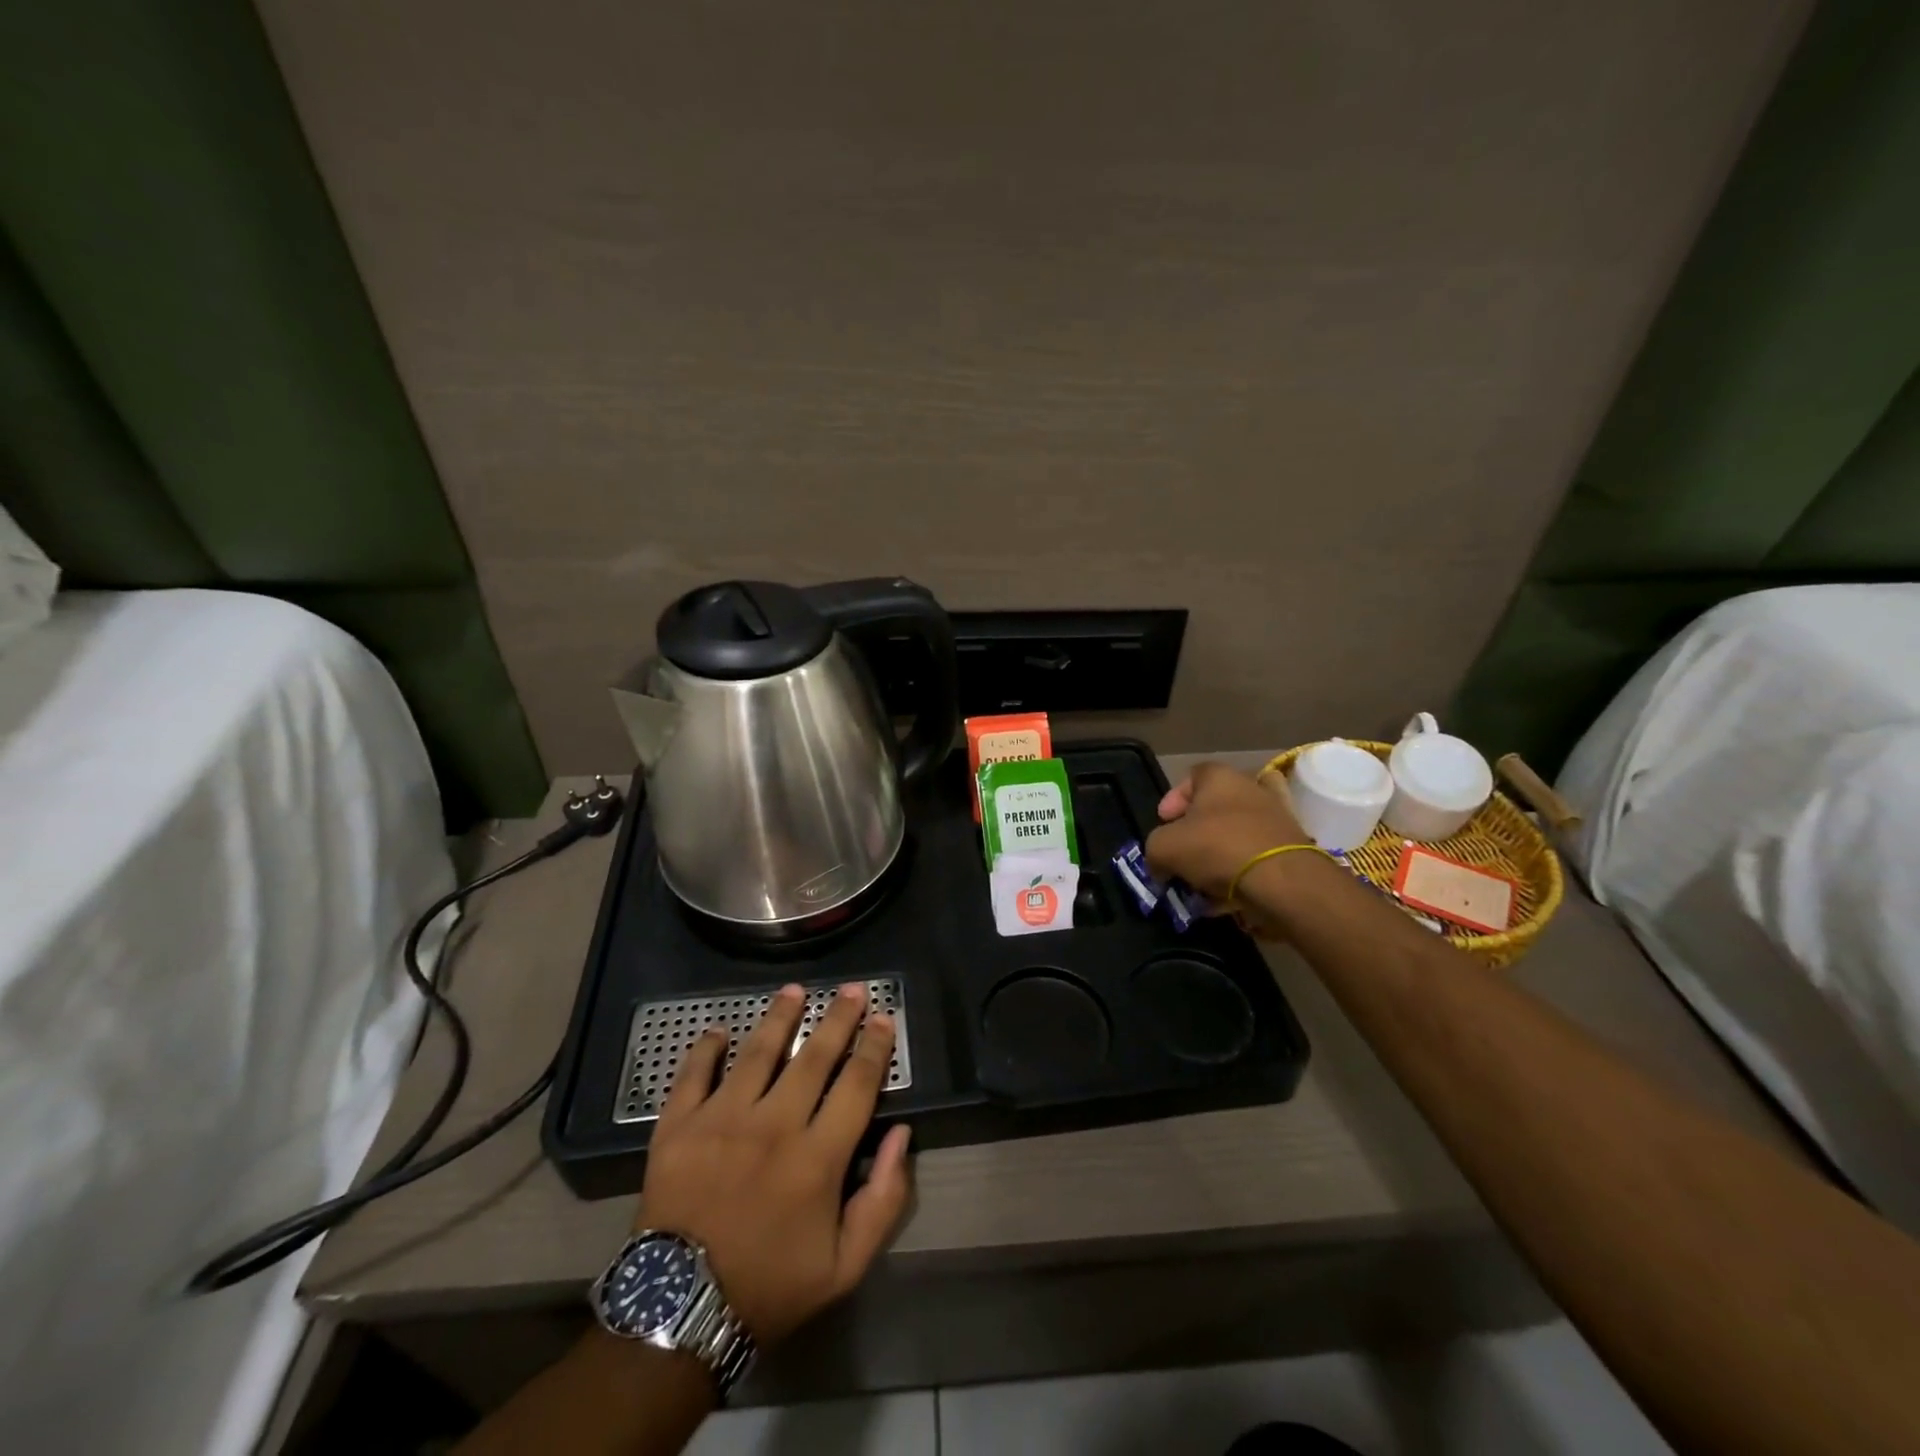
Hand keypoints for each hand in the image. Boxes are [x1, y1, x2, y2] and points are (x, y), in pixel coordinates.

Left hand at [637, 982, 912, 1346]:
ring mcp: (721, 1121)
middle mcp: (773, 1125)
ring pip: (757, 1052)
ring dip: (779, 1017)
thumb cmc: (770, 1287)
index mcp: (817, 1157)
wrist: (679, 1316)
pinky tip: (718, 1030)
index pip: (857, 1085)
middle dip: (838, 1019)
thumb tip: (900, 1134)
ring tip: (794, 990)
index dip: (874, 1047)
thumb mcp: (844, 1266)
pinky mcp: (677, 1128)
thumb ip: (882, 1200)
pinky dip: (705, 1049)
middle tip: (851, 989)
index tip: (883, 1018)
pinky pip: (692, 1075)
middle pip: (814, 1057)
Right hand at [1145, 762, 1311, 908]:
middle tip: (1182, 854)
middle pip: (1216, 807)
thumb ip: (1155, 850)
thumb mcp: (1164, 847)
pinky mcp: (1293, 848)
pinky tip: (1224, 897)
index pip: (1191, 777)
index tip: (1164, 823)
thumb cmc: (1217, 848)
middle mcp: (1252, 789)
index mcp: (1220, 777)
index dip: (1173, 800)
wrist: (1282, 880)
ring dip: (1218, 856)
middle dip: (1196, 832)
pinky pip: (1257, 858)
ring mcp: (1277, 818)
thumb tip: (1160, 864)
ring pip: (1239, 833)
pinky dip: (1241, 874)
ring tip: (1202, 882)